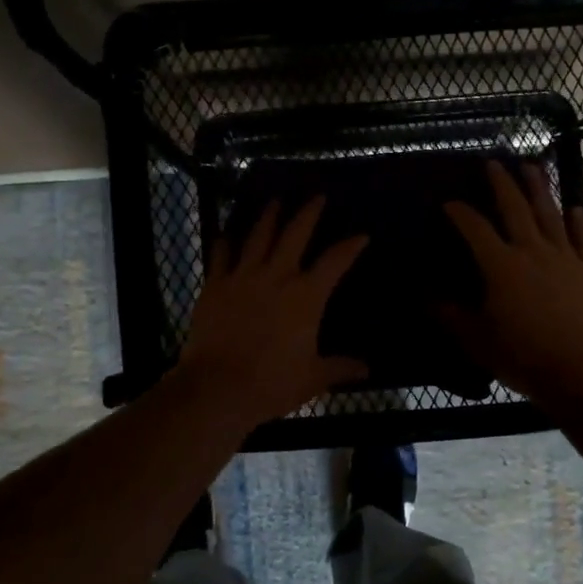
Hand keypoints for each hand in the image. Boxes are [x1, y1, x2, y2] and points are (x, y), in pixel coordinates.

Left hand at [180, 196, 369, 425]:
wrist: (217, 387)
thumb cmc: (272, 383)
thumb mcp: (313, 378)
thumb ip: (340, 367)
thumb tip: (367, 370)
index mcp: (306, 296)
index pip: (335, 261)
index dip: (350, 246)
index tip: (361, 235)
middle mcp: (277, 276)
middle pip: (295, 233)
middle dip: (308, 212)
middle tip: (316, 196)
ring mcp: (243, 276)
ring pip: (258, 235)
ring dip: (269, 215)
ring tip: (275, 201)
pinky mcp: (215, 285)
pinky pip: (221, 255)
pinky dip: (226, 242)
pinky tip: (227, 233)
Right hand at [442, 161, 582, 401]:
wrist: (578, 371)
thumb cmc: (521, 355)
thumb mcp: (475, 338)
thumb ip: (449, 314)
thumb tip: (425, 296)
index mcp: (500, 265)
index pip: (475, 228)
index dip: (460, 212)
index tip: (448, 202)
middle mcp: (532, 251)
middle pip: (515, 208)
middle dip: (502, 183)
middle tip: (494, 162)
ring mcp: (565, 257)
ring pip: (550, 214)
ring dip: (540, 188)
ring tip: (533, 166)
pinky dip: (580, 222)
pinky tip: (576, 209)